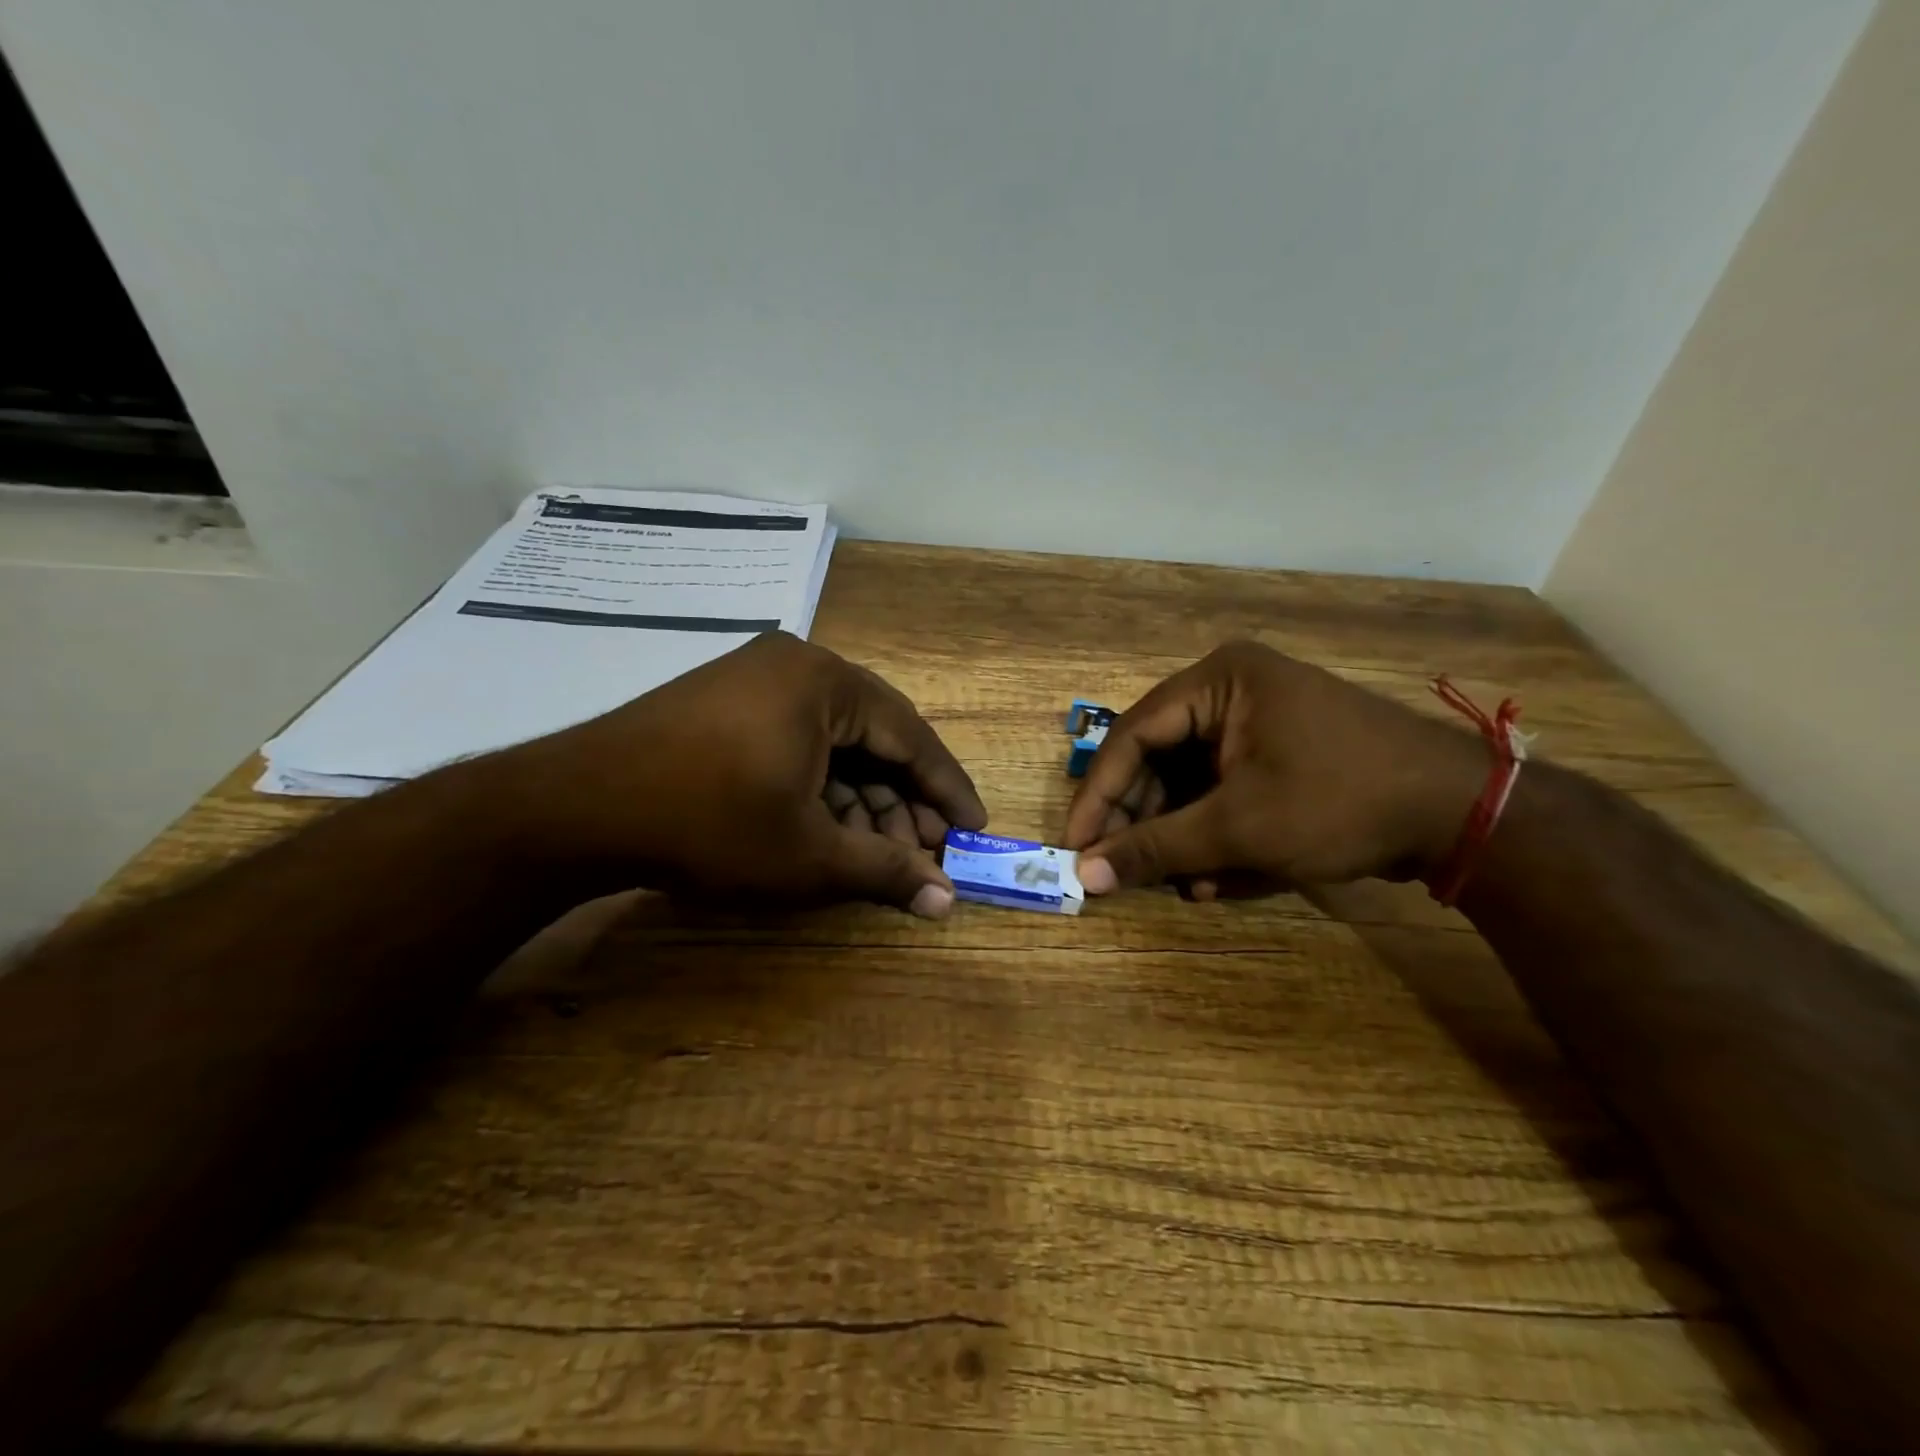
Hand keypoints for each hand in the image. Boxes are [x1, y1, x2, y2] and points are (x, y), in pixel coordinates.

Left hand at [483, 632, 986, 915]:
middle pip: (873, 738)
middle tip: (923, 854)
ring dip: (861, 800)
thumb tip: (947, 901)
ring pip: (833, 744)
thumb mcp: (808, 854)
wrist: (574, 809)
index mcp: (826, 681)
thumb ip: (886, 871)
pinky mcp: (724, 704)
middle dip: (901, 802)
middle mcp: (796, 667)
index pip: (911, 736)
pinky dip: (819, 788)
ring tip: (877, 854)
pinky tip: (828, 830)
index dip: (947, 789)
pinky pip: (796, 742)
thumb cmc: (708, 823)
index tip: (975, 828)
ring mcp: (754, 680)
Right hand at [1063, 642, 1485, 896]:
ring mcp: (1260, 720)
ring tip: (1178, 883)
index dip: (1098, 794)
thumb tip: (1083, 875)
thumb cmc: (1339, 802)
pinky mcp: (1282, 751)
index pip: (1132, 735)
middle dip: (1146, 820)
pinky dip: (1218, 831)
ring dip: (1182, 835)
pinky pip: (1227, 788)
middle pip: (1160, 758)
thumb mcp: (1238, 828)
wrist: (1463, 815)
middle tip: (1121, 869)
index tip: (1074, 844)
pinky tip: (1217, 876)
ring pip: (1193, 780)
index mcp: (1218, 681)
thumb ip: (1155, 848)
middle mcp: (1233, 690)